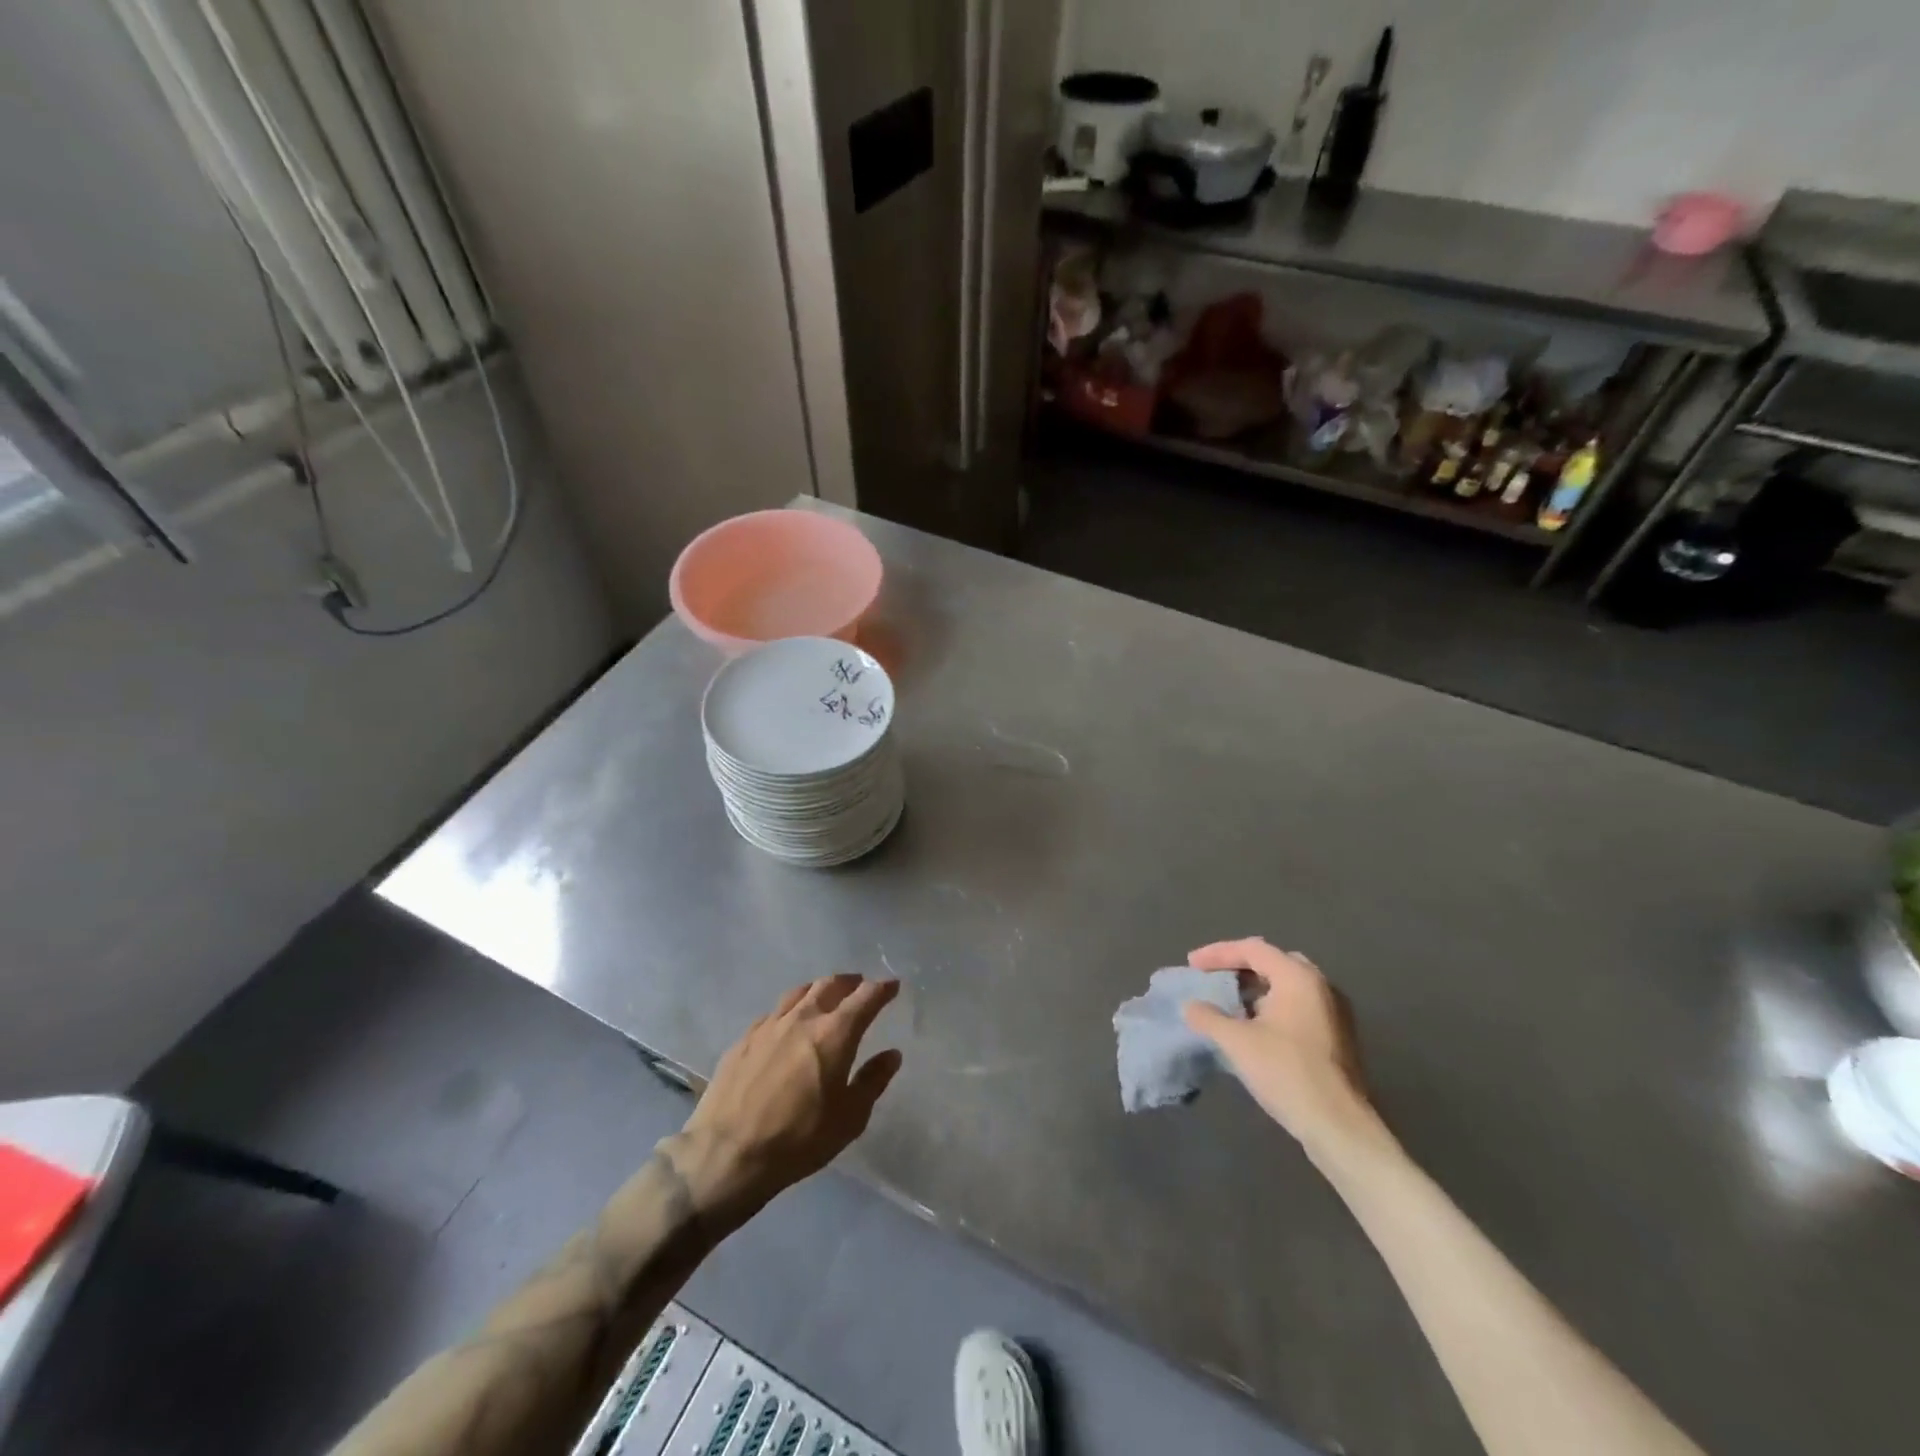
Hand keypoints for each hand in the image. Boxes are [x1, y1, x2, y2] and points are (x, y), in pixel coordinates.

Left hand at [674, 975, 902, 1218]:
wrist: (727, 1154)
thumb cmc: (799, 1139)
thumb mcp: (849, 1118)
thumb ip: (873, 1081)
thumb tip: (891, 1055)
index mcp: (834, 1033)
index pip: (865, 997)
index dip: (882, 988)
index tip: (893, 985)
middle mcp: (803, 1018)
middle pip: (830, 985)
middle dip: (850, 982)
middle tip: (860, 986)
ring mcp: (769, 1026)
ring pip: (799, 993)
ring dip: (818, 989)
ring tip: (825, 995)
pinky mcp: (743, 1039)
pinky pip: (773, 1013)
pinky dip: (789, 1010)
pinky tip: (787, 1023)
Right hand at [1180, 938, 1382, 1157]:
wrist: (1338, 1125)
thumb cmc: (1286, 1072)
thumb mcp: (1237, 1042)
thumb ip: (1209, 1017)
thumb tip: (1191, 1007)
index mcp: (1298, 977)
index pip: (1252, 949)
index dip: (1218, 953)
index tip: (1192, 965)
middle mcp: (1320, 986)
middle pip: (1273, 961)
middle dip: (1239, 966)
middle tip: (1214, 976)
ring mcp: (1333, 1011)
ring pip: (1287, 985)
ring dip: (1256, 988)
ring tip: (1229, 1002)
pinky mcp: (1336, 1036)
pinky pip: (1298, 1005)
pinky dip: (1272, 1006)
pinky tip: (1254, 1027)